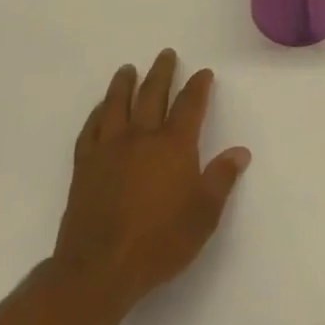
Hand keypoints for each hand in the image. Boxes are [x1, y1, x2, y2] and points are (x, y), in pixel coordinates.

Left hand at [49, 49, 251, 317]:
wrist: (98, 270)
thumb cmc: (159, 242)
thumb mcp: (204, 214)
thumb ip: (221, 179)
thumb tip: (240, 151)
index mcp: (173, 145)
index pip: (190, 105)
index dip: (198, 86)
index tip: (203, 73)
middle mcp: (141, 137)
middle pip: (152, 94)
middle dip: (161, 72)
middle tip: (166, 54)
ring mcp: (109, 149)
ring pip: (117, 105)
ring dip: (124, 84)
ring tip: (128, 69)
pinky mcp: (84, 167)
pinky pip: (90, 129)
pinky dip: (97, 113)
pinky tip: (100, 109)